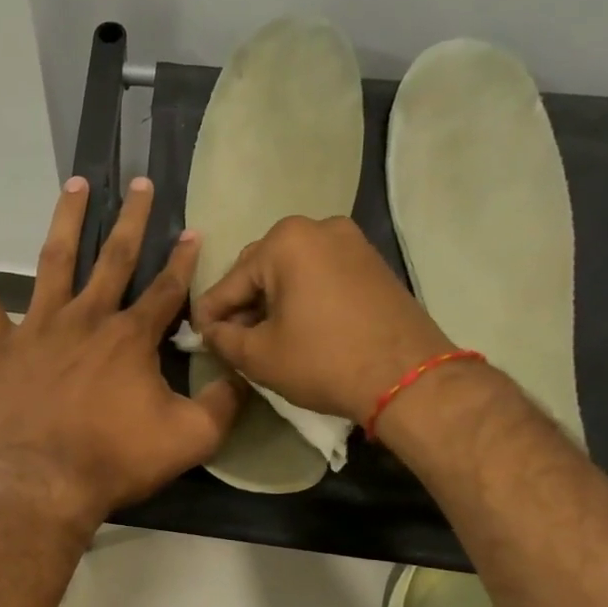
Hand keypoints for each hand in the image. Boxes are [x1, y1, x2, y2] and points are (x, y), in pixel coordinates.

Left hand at [0, 177, 241, 533]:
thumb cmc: (117, 459)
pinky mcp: (3, 350)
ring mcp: (40, 329)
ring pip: (54, 262)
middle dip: (132, 218)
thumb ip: (225, 402)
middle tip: (140, 182)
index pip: (166, 288)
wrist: (45, 484)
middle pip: (114, 257)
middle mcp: (87, 318)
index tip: (194, 230)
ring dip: (67, 221)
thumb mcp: (191, 438)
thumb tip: (245, 373)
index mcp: (131, 337)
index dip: (184, 259)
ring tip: (75, 184)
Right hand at [191, 216, 452, 422]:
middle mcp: (318, 228)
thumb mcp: (258, 356)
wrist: (408, 378)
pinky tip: (299, 328)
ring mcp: (351, 241)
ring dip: (273, 301)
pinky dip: (303, 297)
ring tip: (266, 337)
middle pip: (261, 269)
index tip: (199, 339)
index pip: (230, 282)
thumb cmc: (324, 361)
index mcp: (285, 241)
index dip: (209, 315)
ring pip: (292, 272)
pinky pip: (321, 275)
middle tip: (234, 341)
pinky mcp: (372, 262)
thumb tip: (210, 330)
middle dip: (244, 304)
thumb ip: (222, 338)